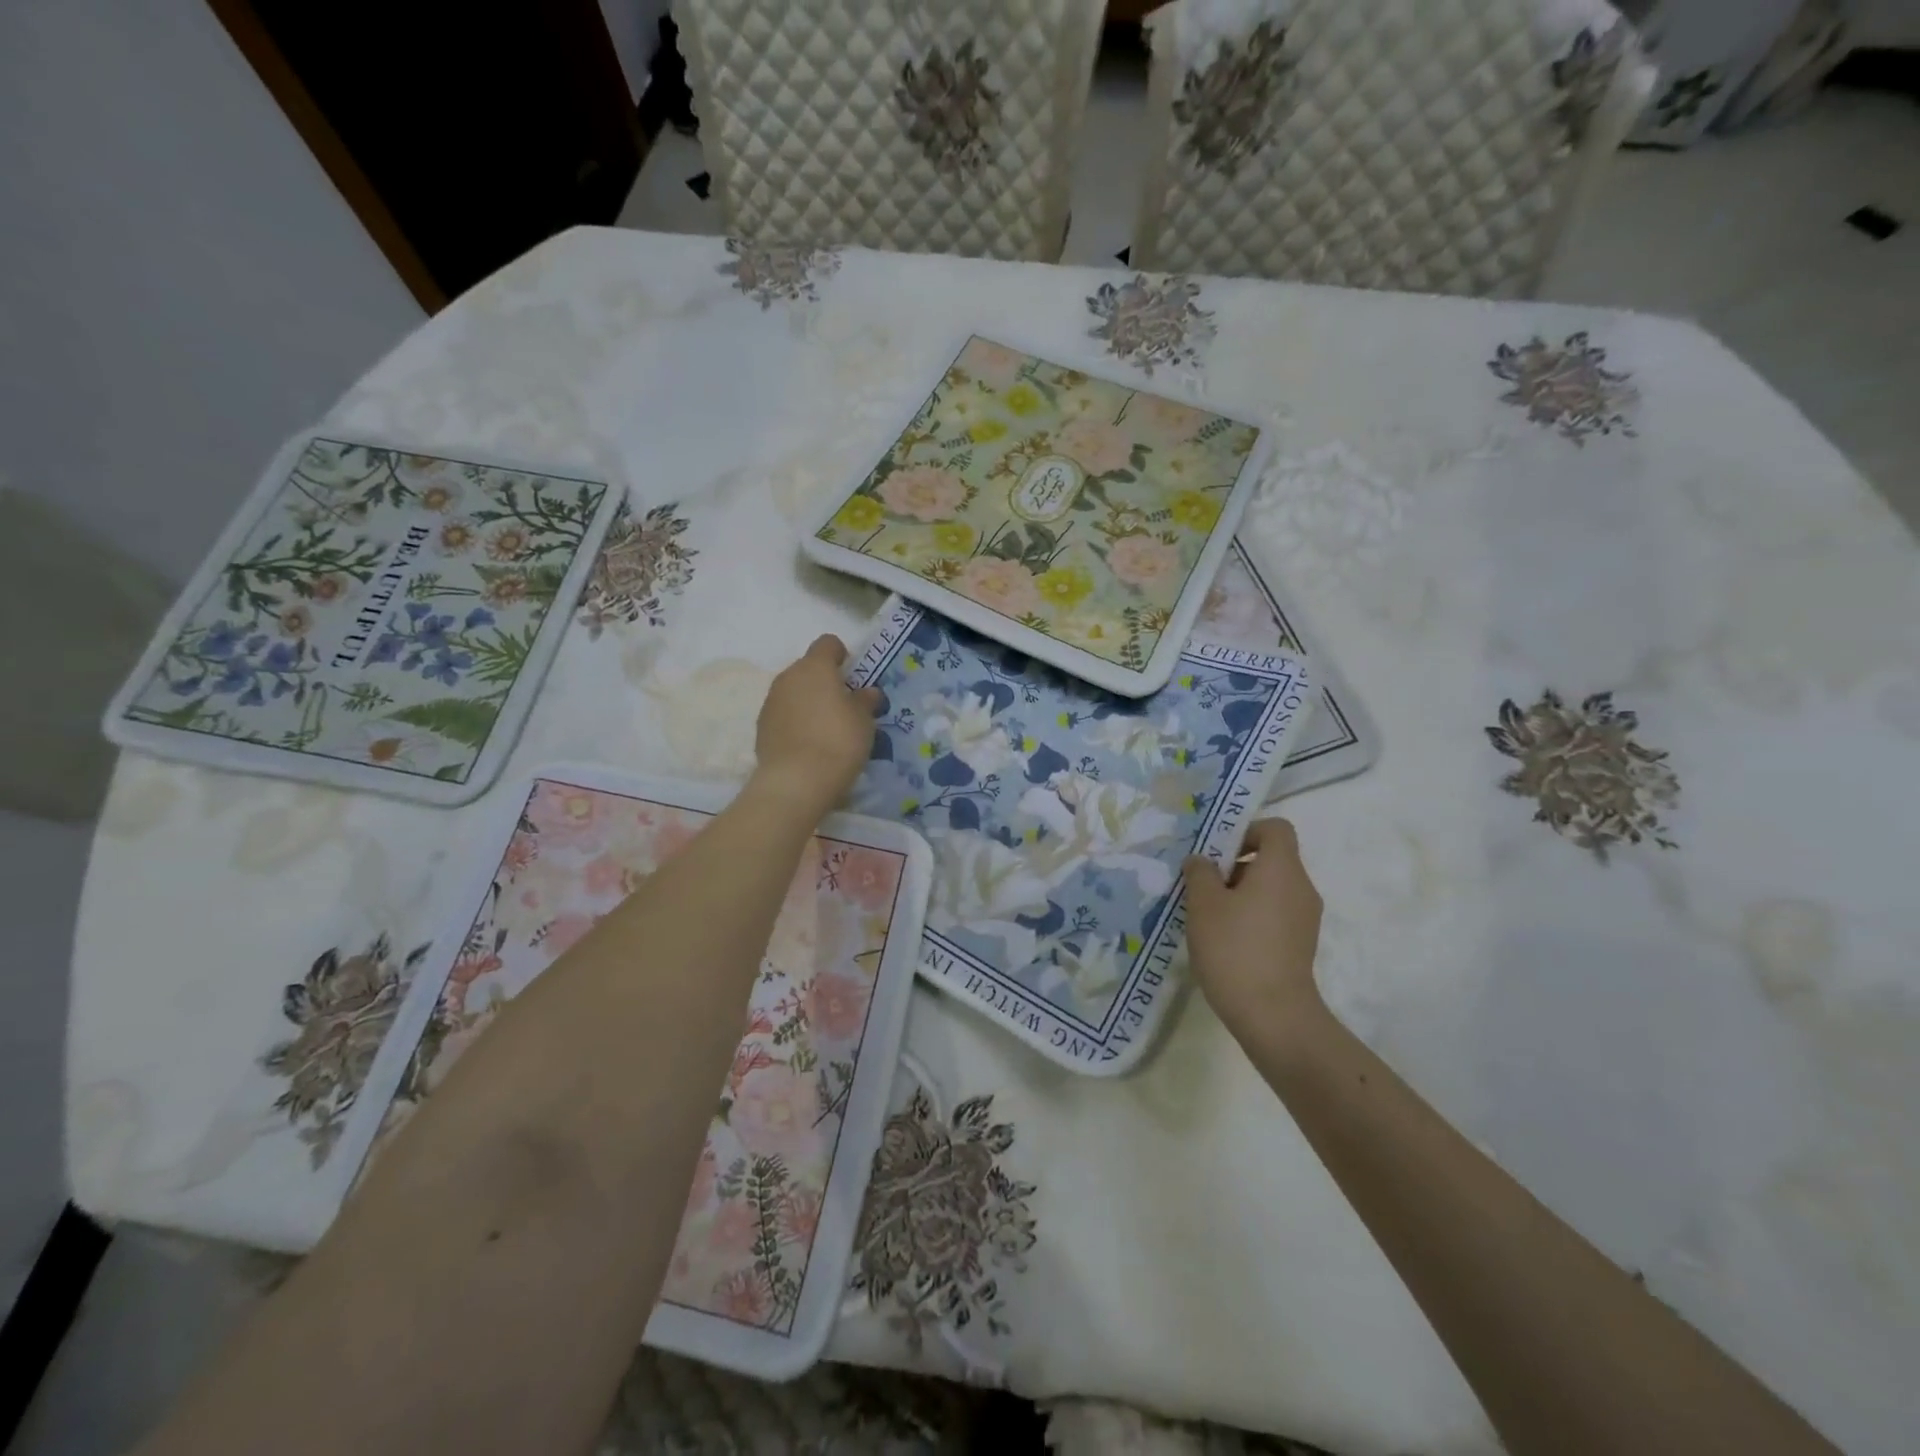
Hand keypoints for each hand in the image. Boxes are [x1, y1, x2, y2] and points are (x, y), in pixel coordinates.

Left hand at [752, 635, 882, 818]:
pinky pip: (783, 714)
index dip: (842, 655)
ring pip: (793, 691)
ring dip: (808, 701)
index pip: (827, 643)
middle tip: (843, 705)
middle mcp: (788, 677)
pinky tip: (808, 743)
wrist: (796, 781)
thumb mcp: (864, 721)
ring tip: (825, 728)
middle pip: (808, 668)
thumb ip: (865, 701)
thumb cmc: (838, 742)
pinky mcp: (761, 726)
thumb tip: (867, 691)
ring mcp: (770, 701)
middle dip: (824, 681)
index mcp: (815, 667)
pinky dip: (795, 721)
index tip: (853, 676)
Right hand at [1182, 818, 1326, 1043]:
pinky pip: (1275, 913)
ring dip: (1240, 892)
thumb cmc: (1234, 948)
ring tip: (1208, 914)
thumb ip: (1200, 872)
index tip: (1217, 852)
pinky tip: (1224, 938)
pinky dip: (1252, 915)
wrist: (1273, 1015)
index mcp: (1282, 869)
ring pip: (1271, 888)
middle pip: (1271, 858)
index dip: (1246, 831)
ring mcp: (1305, 918)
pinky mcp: (1300, 944)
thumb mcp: (1203, 904)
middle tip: (1202, 884)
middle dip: (1234, 865)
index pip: (1275, 828)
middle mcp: (1301, 887)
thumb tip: (1202, 861)